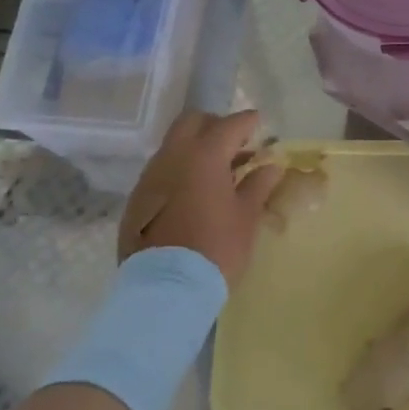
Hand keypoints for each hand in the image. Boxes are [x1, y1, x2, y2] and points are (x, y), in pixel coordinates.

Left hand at [119, 110, 282, 287]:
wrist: (166, 288)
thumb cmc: (216, 248)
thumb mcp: (247, 216)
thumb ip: (259, 184)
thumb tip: (271, 165)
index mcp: (204, 155)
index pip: (230, 124)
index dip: (247, 122)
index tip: (259, 124)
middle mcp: (172, 157)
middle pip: (192, 122)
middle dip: (214, 126)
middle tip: (234, 144)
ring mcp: (150, 177)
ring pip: (173, 146)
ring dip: (195, 149)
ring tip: (216, 173)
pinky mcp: (137, 199)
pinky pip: (161, 172)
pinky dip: (179, 172)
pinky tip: (192, 195)